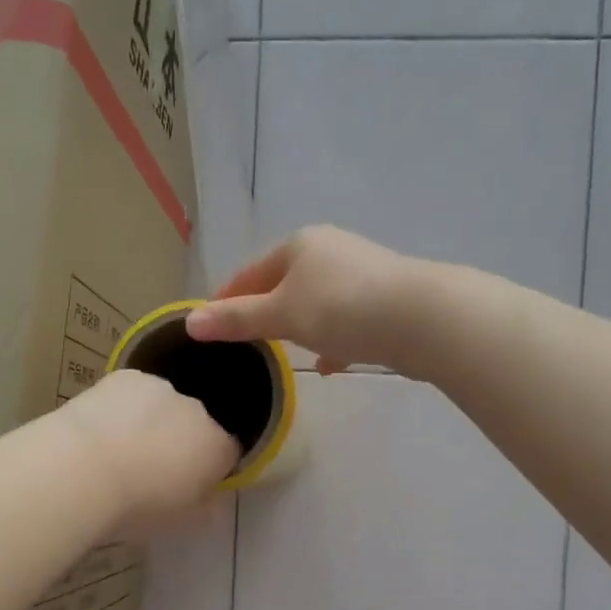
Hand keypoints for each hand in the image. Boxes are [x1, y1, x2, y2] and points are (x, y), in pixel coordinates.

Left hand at [59, 369, 239, 533]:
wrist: (81, 471)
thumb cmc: (137, 506)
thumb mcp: (183, 522)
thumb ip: (207, 507)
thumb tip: (211, 498)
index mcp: (217, 447)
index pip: (229, 452)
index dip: (212, 467)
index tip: (192, 483)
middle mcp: (198, 410)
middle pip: (198, 423)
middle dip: (183, 441)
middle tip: (153, 468)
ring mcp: (162, 388)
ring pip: (165, 405)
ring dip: (153, 421)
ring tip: (122, 448)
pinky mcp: (126, 377)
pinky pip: (134, 392)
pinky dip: (125, 406)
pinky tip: (102, 428)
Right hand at [185, 225, 430, 374]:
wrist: (420, 319)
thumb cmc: (341, 310)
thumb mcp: (281, 315)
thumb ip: (237, 320)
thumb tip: (189, 322)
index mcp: (299, 245)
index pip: (249, 273)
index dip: (226, 298)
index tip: (209, 324)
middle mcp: (330, 250)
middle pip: (284, 284)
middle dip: (265, 312)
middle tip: (246, 342)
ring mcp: (361, 272)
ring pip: (317, 303)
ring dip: (300, 326)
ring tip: (285, 353)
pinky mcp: (385, 299)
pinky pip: (346, 319)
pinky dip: (332, 339)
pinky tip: (331, 364)